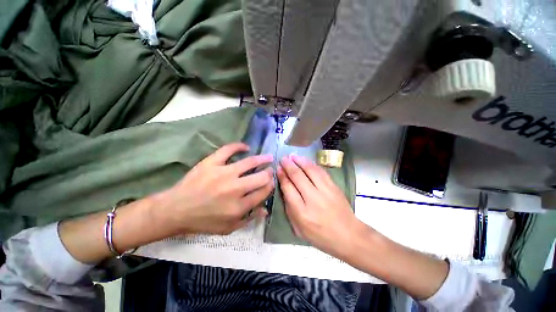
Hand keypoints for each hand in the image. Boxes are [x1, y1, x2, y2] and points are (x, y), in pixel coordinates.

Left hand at [157, 143, 273, 234]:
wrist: (175, 211)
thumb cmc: (203, 221)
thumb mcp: (228, 228)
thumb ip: (249, 219)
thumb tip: (265, 209)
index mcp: (239, 206)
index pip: (263, 192)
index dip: (270, 186)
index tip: (271, 182)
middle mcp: (235, 189)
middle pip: (260, 177)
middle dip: (268, 173)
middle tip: (269, 170)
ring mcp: (223, 173)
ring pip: (250, 162)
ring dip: (262, 159)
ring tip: (268, 157)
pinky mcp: (211, 163)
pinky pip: (228, 150)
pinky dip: (239, 146)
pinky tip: (246, 147)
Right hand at [277, 154, 361, 257]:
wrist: (348, 235)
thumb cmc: (320, 236)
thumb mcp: (298, 229)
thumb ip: (289, 209)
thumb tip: (284, 189)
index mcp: (301, 212)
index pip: (288, 188)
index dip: (282, 176)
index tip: (278, 168)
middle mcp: (313, 199)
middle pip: (297, 176)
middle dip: (288, 165)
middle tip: (283, 159)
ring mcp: (325, 191)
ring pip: (310, 170)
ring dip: (300, 161)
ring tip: (292, 156)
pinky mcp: (334, 187)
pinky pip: (321, 171)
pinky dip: (312, 164)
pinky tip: (306, 161)